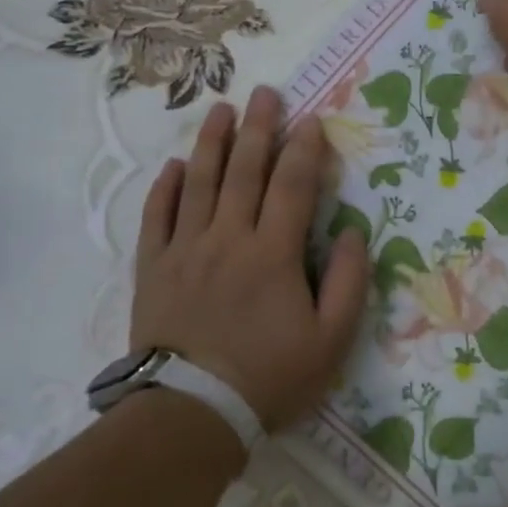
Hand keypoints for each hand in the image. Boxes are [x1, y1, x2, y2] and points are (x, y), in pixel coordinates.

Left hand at [131, 87, 369, 431]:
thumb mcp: (330, 340)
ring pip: (200, 182)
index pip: (293, 186)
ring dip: (212, 142)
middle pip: (245, 170)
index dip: (305, 149)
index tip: (311, 121)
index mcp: (273, 253)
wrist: (191, 414)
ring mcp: (186, 248)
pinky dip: (166, 188)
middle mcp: (228, 237)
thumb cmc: (268, 377)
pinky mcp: (154, 267)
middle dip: (259, 128)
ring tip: (221, 109)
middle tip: (265, 93)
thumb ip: (348, 283)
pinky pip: (157, 216)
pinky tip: (175, 166)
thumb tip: (354, 234)